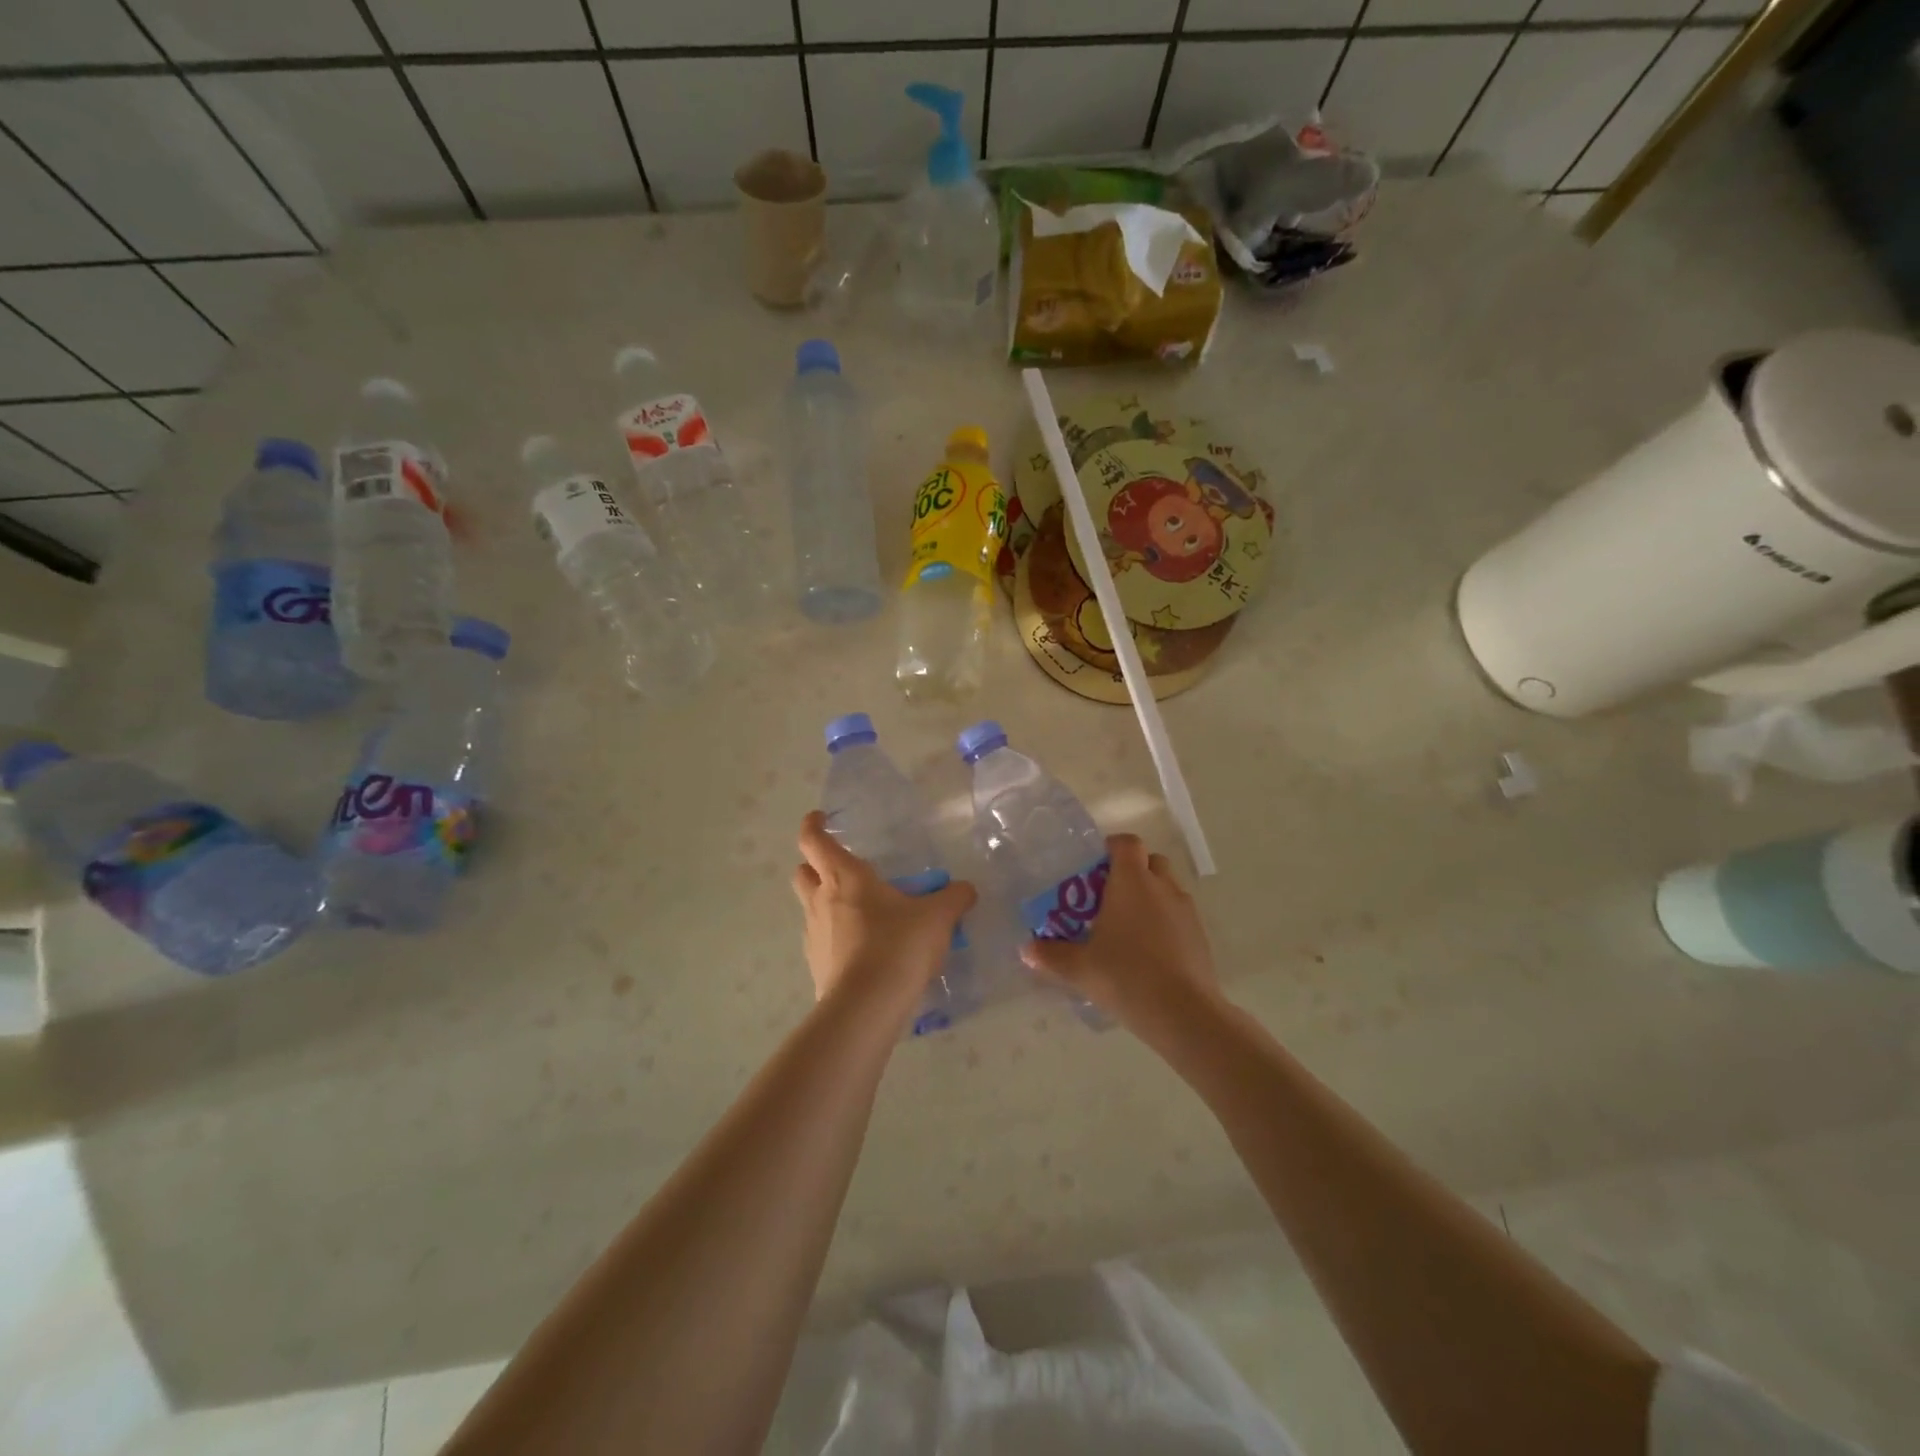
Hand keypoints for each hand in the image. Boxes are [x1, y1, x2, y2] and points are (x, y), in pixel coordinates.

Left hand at [791, 811, 976, 1009]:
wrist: (867, 1006)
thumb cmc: (898, 945)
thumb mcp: (937, 917)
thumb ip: (953, 898)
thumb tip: (966, 889)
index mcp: (844, 876)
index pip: (813, 840)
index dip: (813, 825)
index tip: (821, 818)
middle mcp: (821, 901)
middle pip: (802, 873)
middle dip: (814, 865)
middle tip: (841, 869)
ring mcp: (814, 935)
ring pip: (810, 908)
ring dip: (826, 903)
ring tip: (860, 912)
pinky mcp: (816, 966)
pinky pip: (822, 941)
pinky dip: (835, 937)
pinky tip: (863, 949)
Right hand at [1020, 834, 1218, 1031]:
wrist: (1184, 1014)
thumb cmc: (1126, 976)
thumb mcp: (1079, 968)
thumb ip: (1050, 955)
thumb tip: (1026, 949)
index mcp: (1132, 881)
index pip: (1126, 843)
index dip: (1112, 847)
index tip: (1095, 866)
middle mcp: (1162, 887)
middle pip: (1150, 861)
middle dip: (1132, 871)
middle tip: (1109, 896)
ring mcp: (1186, 910)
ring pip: (1167, 888)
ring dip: (1150, 897)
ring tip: (1128, 927)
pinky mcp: (1200, 935)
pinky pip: (1179, 915)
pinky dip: (1165, 922)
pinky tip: (1149, 952)